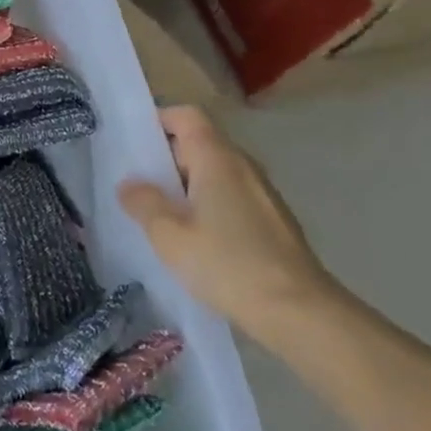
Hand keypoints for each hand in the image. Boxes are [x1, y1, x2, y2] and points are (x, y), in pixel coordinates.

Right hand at [118, 106, 340, 340]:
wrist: (301, 314)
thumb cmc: (227, 264)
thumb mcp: (168, 235)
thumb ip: (144, 203)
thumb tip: (130, 183)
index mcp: (217, 159)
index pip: (186, 116)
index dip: (157, 120)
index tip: (132, 142)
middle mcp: (243, 167)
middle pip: (199, 143)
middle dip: (165, 158)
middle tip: (136, 184)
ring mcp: (263, 195)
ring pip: (215, 173)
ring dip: (186, 186)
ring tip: (160, 215)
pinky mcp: (273, 222)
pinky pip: (231, 197)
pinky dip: (207, 206)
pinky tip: (195, 240)